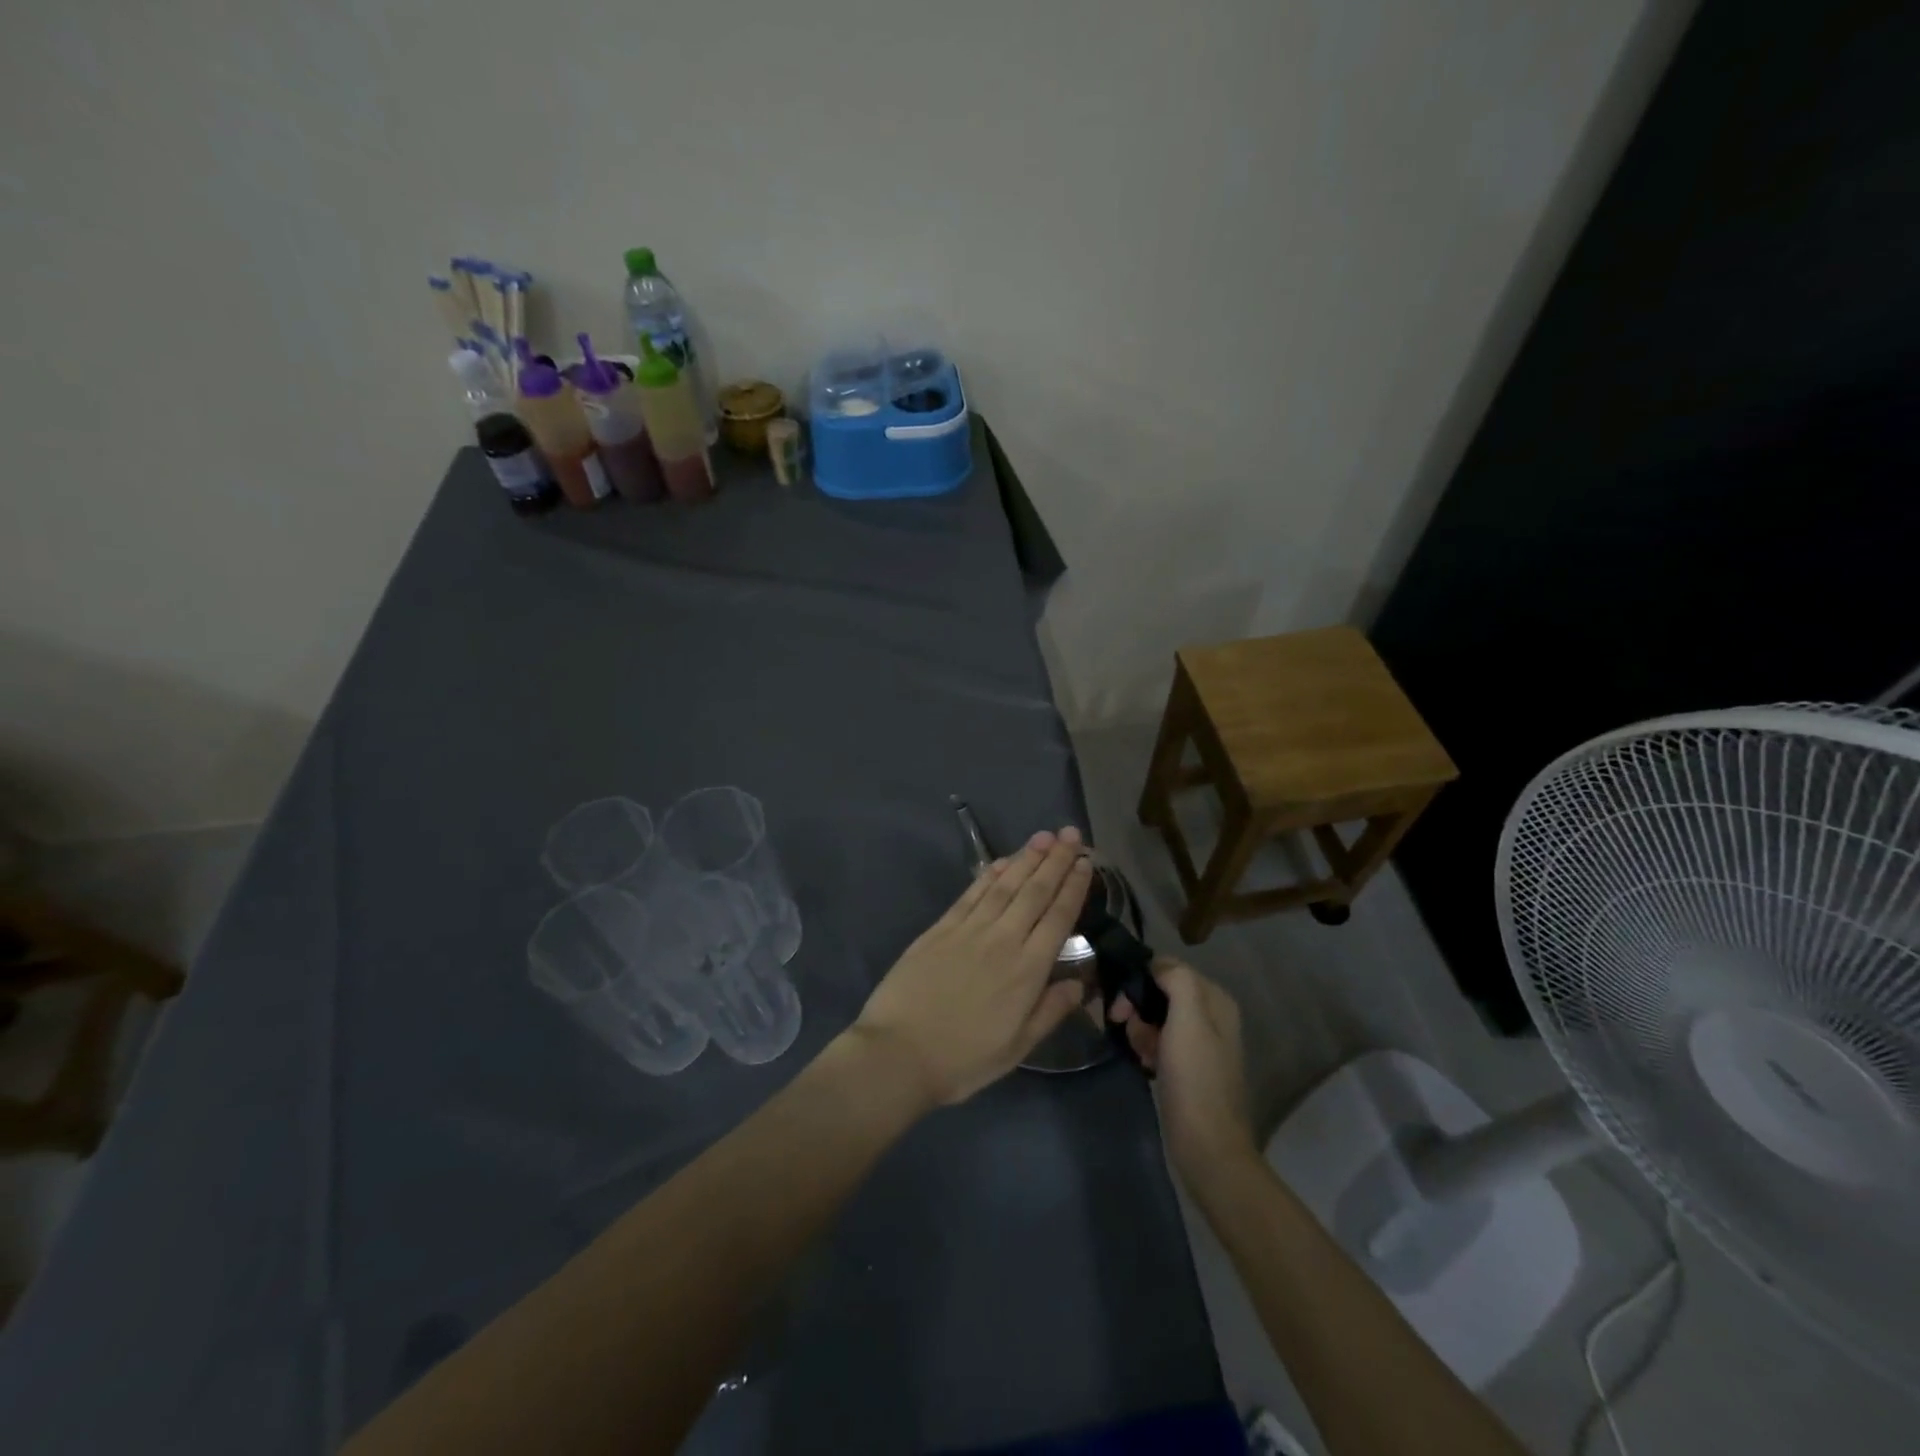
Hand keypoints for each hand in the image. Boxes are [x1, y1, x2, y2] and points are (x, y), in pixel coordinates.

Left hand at [853, 829, 1093, 1106]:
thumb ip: (1050, 1011)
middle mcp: (1003, 940)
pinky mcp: (941, 928)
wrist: (899, 1053)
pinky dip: (990, 874)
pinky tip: (1002, 861)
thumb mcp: (1017, 1047)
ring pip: (1005, 885)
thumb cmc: (963, 1058)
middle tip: (1070, 833)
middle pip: (1035, 892)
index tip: (1085, 862)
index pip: (1057, 917)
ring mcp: (969, 929)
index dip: (1073, 887)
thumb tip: (1079, 983)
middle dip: (1055, 860)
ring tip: (1044, 836)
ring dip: (1026, 858)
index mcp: (1027, 970)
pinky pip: (972, 893)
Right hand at [1110, 959, 1256, 1184]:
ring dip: (1140, 1029)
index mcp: (1215, 1000)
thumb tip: (1156, 966)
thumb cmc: (1195, 1079)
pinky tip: (1144, 1063)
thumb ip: (1177, 981)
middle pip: (1160, 992)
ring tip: (1139, 1052)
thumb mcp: (1188, 1020)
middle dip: (1138, 1006)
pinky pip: (1157, 1040)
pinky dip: (1146, 1046)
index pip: (1169, 968)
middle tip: (1122, 1024)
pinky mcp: (1186, 1065)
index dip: (1141, 979)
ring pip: (1155, 1017)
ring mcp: (1198, 1042)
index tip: (1120, 1002)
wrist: (1206, 1146)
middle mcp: (1210, 1015)